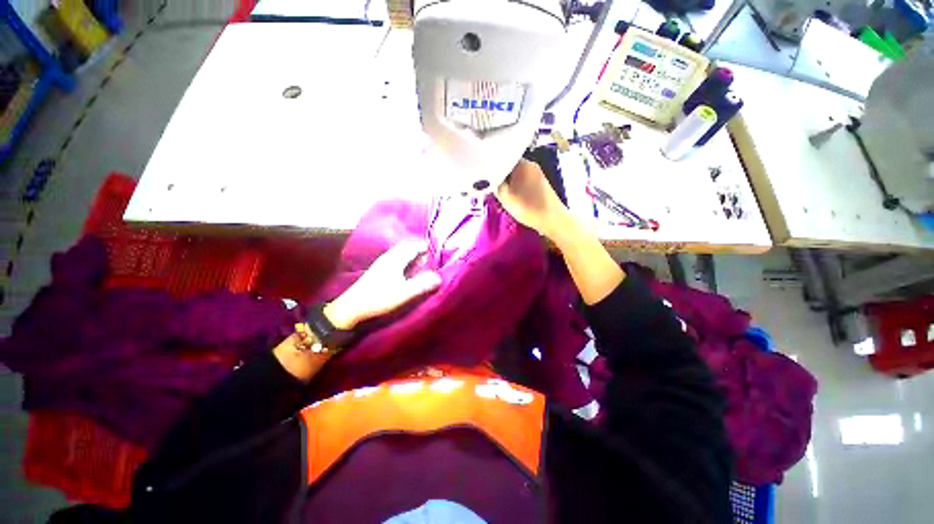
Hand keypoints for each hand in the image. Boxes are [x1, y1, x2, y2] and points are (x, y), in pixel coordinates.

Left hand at [324, 241, 441, 329]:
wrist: (352, 307)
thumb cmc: (379, 299)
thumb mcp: (404, 293)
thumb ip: (422, 284)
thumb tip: (439, 277)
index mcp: (395, 259)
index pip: (414, 245)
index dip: (426, 247)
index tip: (437, 253)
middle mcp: (389, 256)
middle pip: (407, 247)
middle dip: (420, 250)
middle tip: (431, 259)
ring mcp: (382, 262)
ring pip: (401, 252)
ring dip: (413, 255)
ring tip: (422, 265)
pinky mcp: (379, 269)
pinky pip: (396, 258)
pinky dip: (406, 260)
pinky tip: (408, 271)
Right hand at [496, 159, 570, 239]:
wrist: (552, 219)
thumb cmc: (527, 207)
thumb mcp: (505, 197)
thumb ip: (494, 183)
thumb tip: (488, 177)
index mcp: (522, 163)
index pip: (501, 157)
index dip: (491, 166)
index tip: (484, 175)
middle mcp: (531, 164)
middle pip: (509, 165)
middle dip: (499, 174)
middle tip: (491, 185)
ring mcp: (537, 173)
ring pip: (516, 173)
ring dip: (508, 181)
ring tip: (501, 192)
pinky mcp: (540, 182)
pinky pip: (523, 179)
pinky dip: (516, 185)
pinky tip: (513, 195)